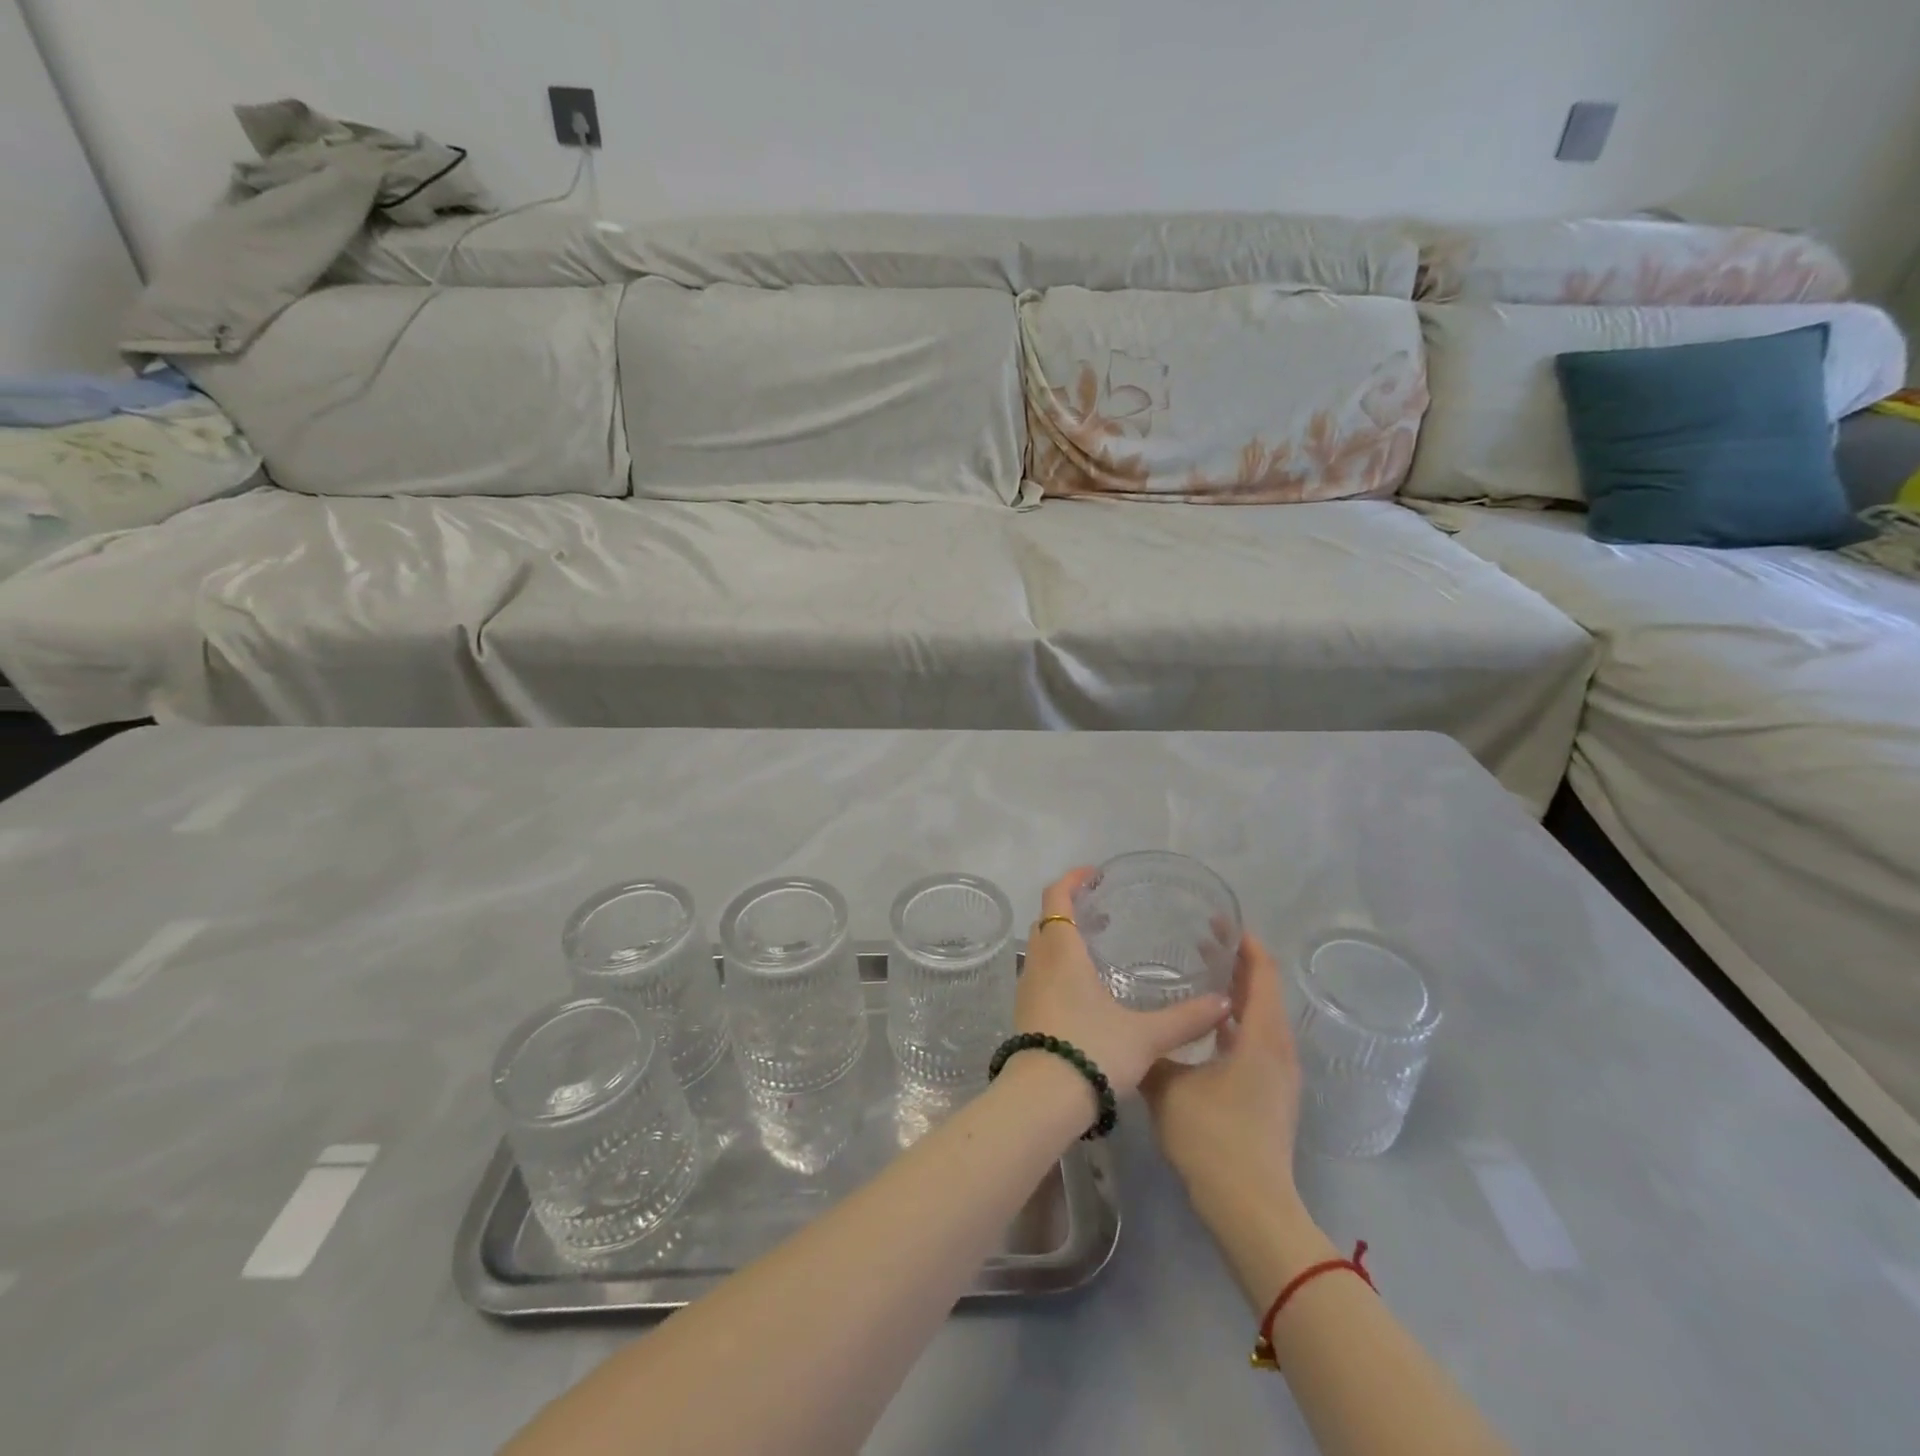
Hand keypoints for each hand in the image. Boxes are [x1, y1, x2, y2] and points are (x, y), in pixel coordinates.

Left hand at [1014, 868, 1230, 1096]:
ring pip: (1041, 949)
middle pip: (1046, 920)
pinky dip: (1059, 965)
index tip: (1093, 874)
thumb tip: (1225, 1002)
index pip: (1056, 898)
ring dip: (1063, 938)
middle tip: (1102, 910)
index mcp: (1062, 953)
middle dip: (1070, 908)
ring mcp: (1027, 990)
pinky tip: (1085, 989)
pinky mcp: (1025, 1014)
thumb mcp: (1145, 1036)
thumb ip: (1186, 1019)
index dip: (1072, 880)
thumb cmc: (1092, 1052)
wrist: (1040, 1101)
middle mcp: (1039, 964)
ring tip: (1097, 948)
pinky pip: (1040, 974)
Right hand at [1141, 932, 1301, 1205]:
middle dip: (1238, 963)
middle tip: (1202, 939)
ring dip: (1237, 993)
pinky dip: (1235, 1022)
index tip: (1220, 919)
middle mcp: (1278, 1049)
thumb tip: (1130, 1029)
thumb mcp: (1168, 1086)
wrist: (1251, 1208)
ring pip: (1261, 1018)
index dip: (1245, 943)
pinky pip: (1257, 1041)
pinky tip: (1205, 1027)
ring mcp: (1279, 1075)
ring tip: (1202, 973)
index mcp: (1262, 1036)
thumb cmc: (1212, 1137)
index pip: (1262, 973)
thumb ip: (1152, 1050)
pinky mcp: (1271, 1094)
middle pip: (1265, 992)